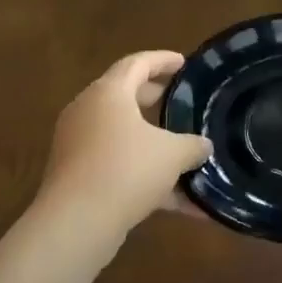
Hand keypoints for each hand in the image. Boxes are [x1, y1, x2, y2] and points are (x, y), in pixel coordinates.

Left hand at [37, 50, 211, 238]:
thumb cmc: (126, 170)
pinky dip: (147, 178)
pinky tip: (182, 204)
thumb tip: (204, 146)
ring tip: (185, 153)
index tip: (184, 63)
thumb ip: (193, 145)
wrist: (77, 221)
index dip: (163, 61)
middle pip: (126, 97)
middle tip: (184, 104)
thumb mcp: (172, 154)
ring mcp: (79, 145)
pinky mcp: (79, 176)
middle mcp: (88, 112)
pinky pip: (119, 167)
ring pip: (124, 136)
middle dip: (157, 100)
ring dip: (154, 144)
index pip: (137, 64)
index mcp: (108, 93)